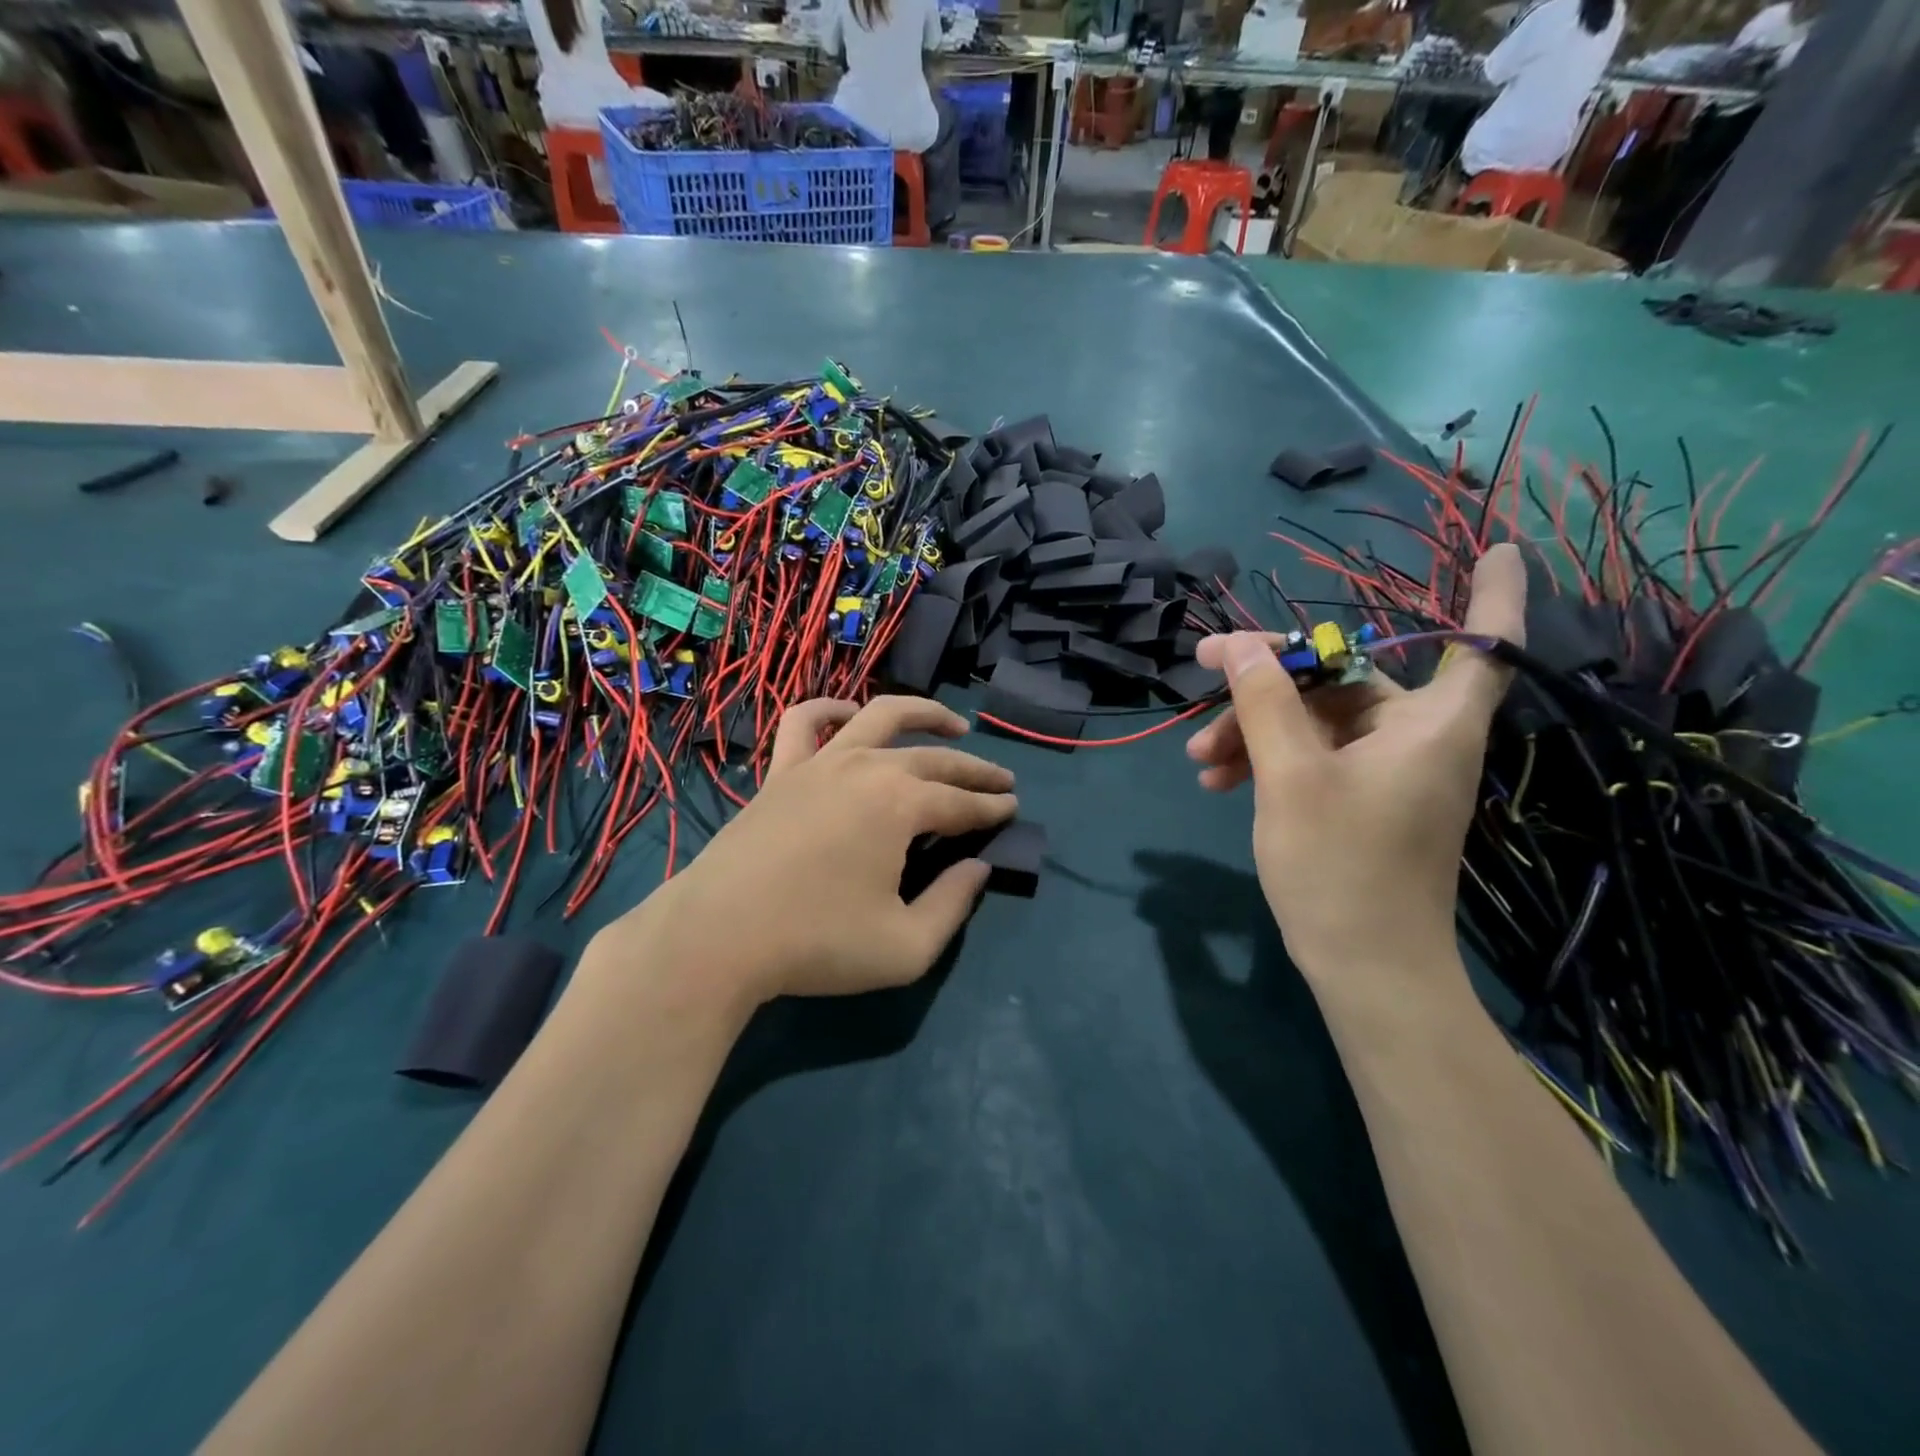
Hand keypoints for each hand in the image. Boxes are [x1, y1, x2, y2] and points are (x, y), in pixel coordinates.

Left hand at [621, 697, 1016, 1003]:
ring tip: (954, 721)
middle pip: (935, 759)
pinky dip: (830, 708)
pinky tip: (850, 713)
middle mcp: (867, 768)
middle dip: (975, 770)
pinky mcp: (781, 771)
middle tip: (1001, 780)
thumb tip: (978, 867)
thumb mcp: (906, 947)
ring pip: (880, 717)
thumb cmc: (817, 945)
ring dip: (924, 713)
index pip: (963, 803)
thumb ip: (954, 904)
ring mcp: (820, 763)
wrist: (719, 937)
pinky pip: (804, 721)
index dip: (993, 808)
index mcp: (901, 805)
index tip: (1013, 809)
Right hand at [1184, 544, 1525, 977]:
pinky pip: (1314, 758)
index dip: (1495, 593)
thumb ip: (1265, 702)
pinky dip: (1269, 761)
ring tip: (1199, 759)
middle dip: (1269, 685)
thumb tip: (1239, 642)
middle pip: (1345, 681)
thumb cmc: (1340, 866)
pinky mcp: (1362, 801)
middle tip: (1203, 676)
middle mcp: (1418, 739)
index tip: (1500, 547)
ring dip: (1255, 730)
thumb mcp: (1290, 777)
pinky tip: (1217, 780)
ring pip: (1317, 723)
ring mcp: (1388, 772)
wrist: (1364, 968)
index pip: (1482, 644)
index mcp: (1429, 725)